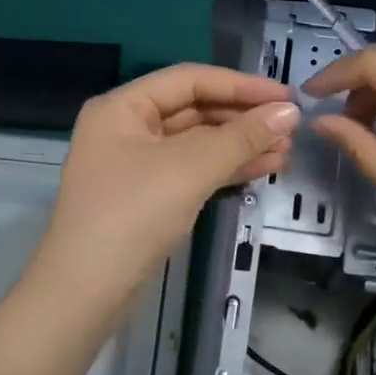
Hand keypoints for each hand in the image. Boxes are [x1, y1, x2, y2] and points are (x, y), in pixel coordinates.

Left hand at [23, 64, 300, 338]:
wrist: (85, 294)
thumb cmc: (131, 216)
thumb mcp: (189, 169)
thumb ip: (241, 137)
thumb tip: (289, 112)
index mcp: (123, 107)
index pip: (189, 80)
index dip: (240, 85)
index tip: (286, 97)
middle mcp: (127, 128)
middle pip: (194, 110)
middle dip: (243, 118)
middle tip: (290, 128)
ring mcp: (137, 164)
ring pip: (197, 142)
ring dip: (240, 144)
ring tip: (286, 151)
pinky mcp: (149, 196)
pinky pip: (193, 169)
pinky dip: (226, 168)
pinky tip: (263, 168)